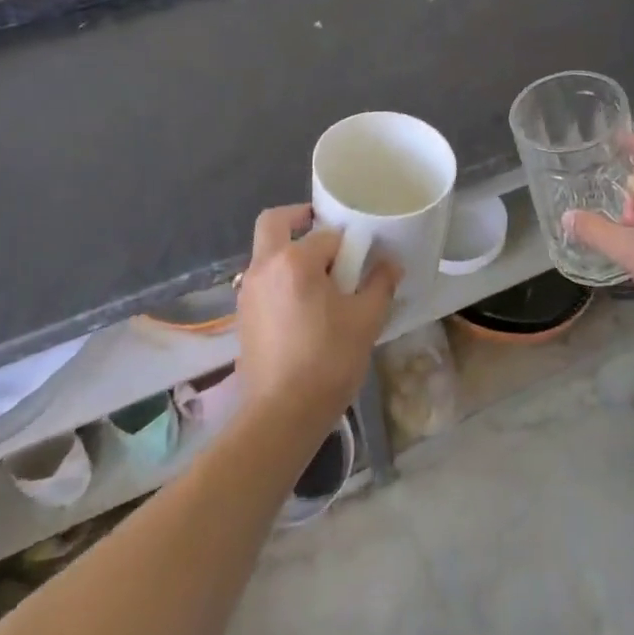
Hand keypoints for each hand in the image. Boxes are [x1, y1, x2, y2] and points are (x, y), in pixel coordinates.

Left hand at [235, 205, 400, 427]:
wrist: (280, 416)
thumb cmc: (327, 362)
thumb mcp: (365, 321)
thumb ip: (379, 285)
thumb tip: (390, 264)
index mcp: (294, 261)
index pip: (326, 234)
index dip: (348, 245)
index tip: (362, 260)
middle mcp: (264, 266)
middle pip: (274, 222)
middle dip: (299, 218)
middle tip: (325, 235)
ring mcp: (248, 291)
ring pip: (266, 252)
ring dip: (289, 251)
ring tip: (320, 280)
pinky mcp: (243, 315)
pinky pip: (263, 280)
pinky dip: (280, 278)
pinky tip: (303, 307)